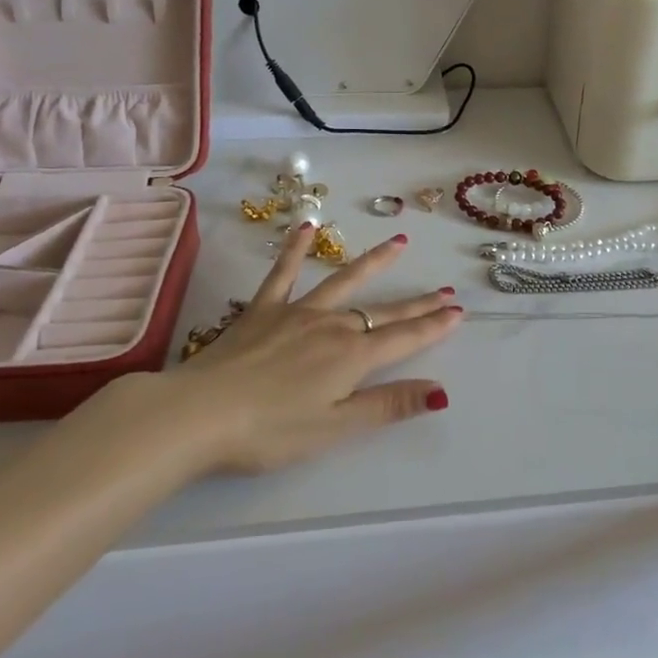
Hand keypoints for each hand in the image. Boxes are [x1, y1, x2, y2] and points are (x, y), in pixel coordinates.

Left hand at [164, 223, 463, 473]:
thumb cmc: (269, 431)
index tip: (458, 311)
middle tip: (444, 289)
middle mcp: (331, 326)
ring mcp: (297, 312)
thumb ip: (387, 405)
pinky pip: (283, 273)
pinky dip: (295, 249)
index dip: (433, 326)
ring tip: (399, 242)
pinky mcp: (263, 308)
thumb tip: (440, 390)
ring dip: (374, 262)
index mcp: (351, 357)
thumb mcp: (334, 428)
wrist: (198, 413)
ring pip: (344, 281)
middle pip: (383, 311)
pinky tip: (306, 227)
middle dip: (417, 302)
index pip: (403, 338)